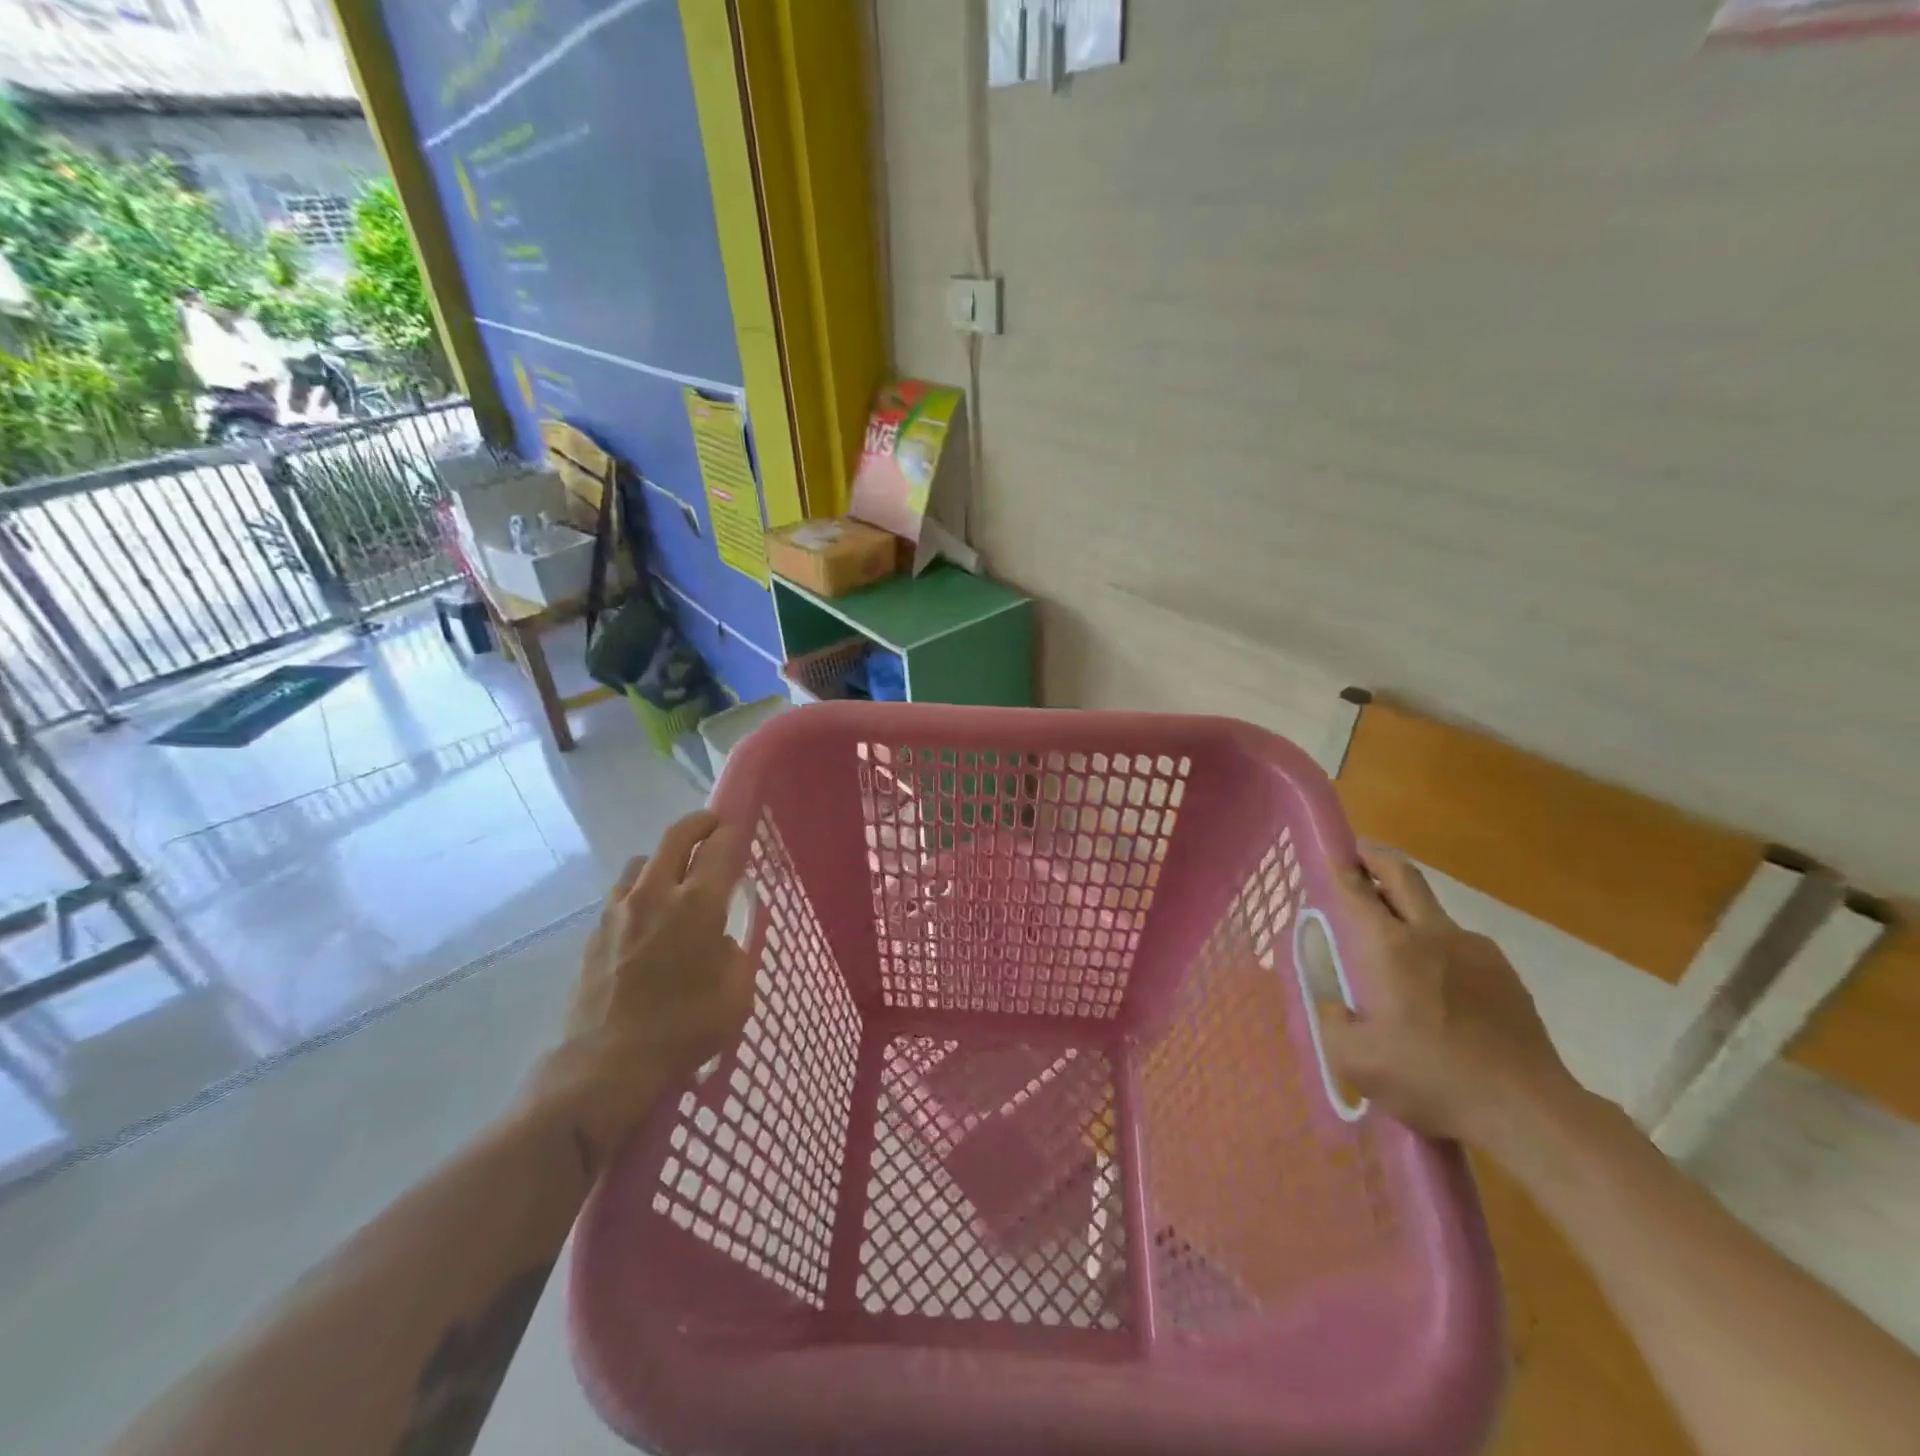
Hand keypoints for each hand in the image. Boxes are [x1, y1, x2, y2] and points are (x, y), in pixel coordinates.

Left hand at [525, 811, 755, 1163]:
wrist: (606, 1064)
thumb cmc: (684, 1029)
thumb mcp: (737, 994)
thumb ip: (735, 954)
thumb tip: (719, 939)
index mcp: (699, 904)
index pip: (721, 848)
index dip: (734, 832)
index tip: (742, 828)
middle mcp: (657, 893)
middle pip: (677, 836)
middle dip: (700, 824)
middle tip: (714, 826)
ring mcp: (620, 909)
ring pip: (644, 860)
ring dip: (666, 857)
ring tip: (678, 876)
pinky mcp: (596, 930)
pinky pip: (623, 892)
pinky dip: (641, 888)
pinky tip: (648, 915)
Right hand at [1319, 848, 1585, 1148]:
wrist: (1529, 1110)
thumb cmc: (1431, 1078)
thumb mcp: (1355, 1061)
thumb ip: (1333, 1024)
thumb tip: (1336, 1006)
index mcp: (1388, 947)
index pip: (1354, 889)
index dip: (1336, 866)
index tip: (1325, 854)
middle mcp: (1430, 934)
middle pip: (1402, 874)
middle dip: (1376, 857)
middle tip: (1358, 856)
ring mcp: (1475, 950)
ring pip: (1433, 911)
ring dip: (1408, 908)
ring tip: (1394, 941)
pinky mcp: (1505, 973)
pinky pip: (1461, 944)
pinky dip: (1439, 946)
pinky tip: (1438, 986)